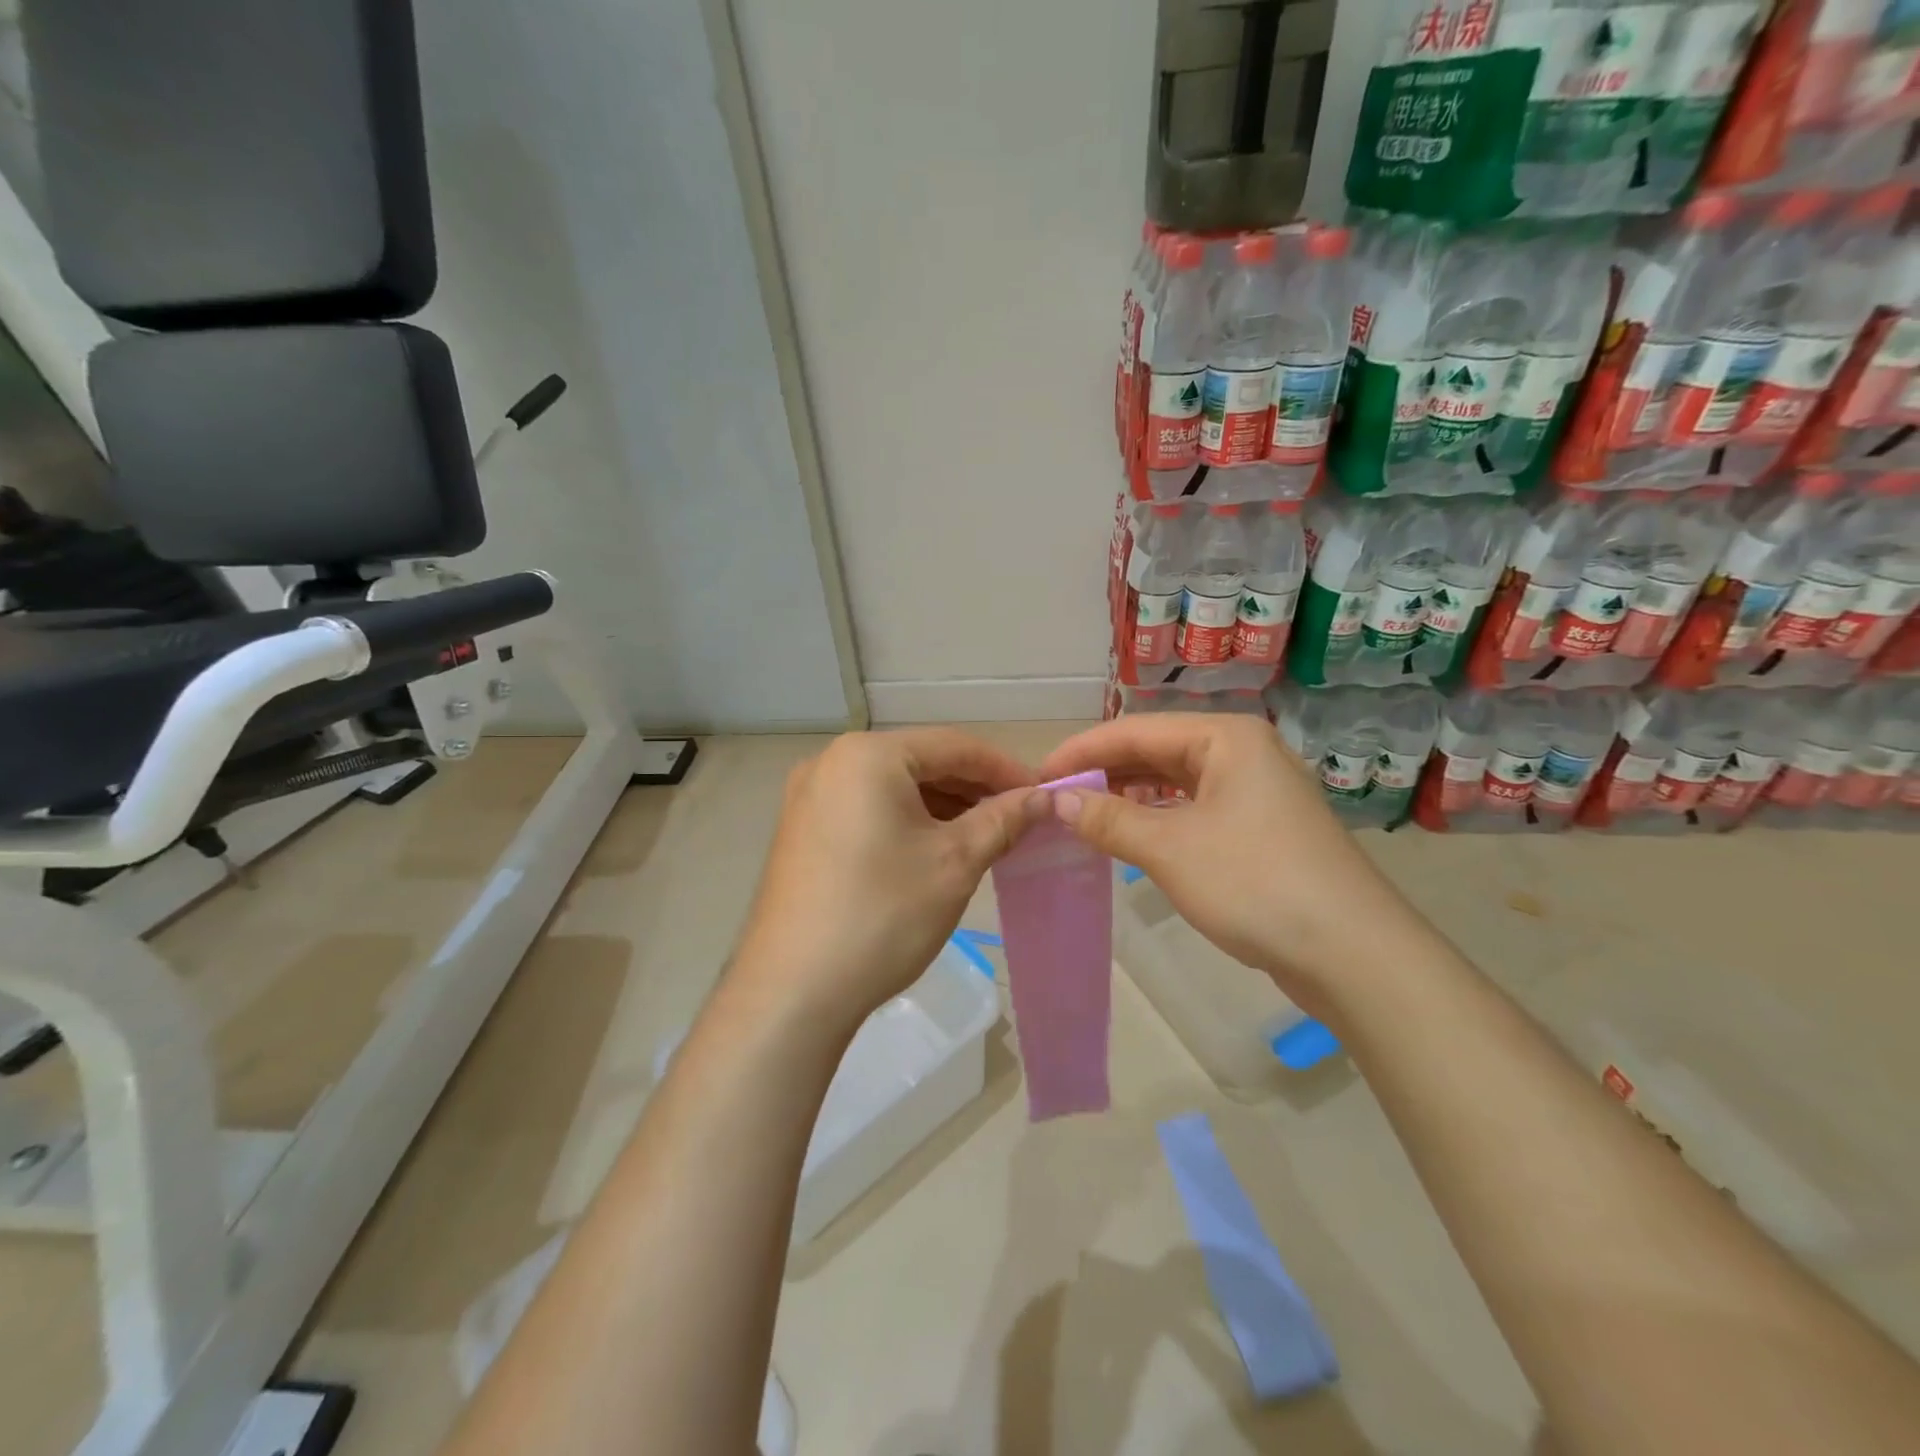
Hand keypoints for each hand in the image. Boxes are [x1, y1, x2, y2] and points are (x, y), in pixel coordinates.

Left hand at [731, 729, 1046, 1030]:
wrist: (792, 991)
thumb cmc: (882, 915)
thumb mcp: (955, 863)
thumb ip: (1002, 820)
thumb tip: (1041, 799)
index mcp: (868, 755)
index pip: (954, 746)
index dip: (1004, 768)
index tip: (1042, 795)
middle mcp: (831, 761)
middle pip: (920, 762)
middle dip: (972, 788)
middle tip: (1016, 819)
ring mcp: (809, 797)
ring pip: (893, 787)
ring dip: (941, 806)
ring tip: (983, 836)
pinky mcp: (801, 830)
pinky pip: (867, 809)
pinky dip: (906, 821)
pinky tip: (934, 849)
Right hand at [1039, 713, 1424, 1010]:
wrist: (1353, 954)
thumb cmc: (1255, 883)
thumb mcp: (1169, 848)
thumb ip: (1109, 819)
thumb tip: (1058, 801)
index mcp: (1225, 737)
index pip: (1135, 729)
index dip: (1082, 752)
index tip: (1039, 777)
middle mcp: (1243, 752)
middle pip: (1156, 751)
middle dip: (1105, 772)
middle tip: (1057, 799)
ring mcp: (1257, 791)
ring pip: (1176, 781)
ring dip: (1130, 796)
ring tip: (1085, 815)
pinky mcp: (1263, 828)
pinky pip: (1196, 808)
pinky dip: (1160, 818)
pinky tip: (1134, 835)